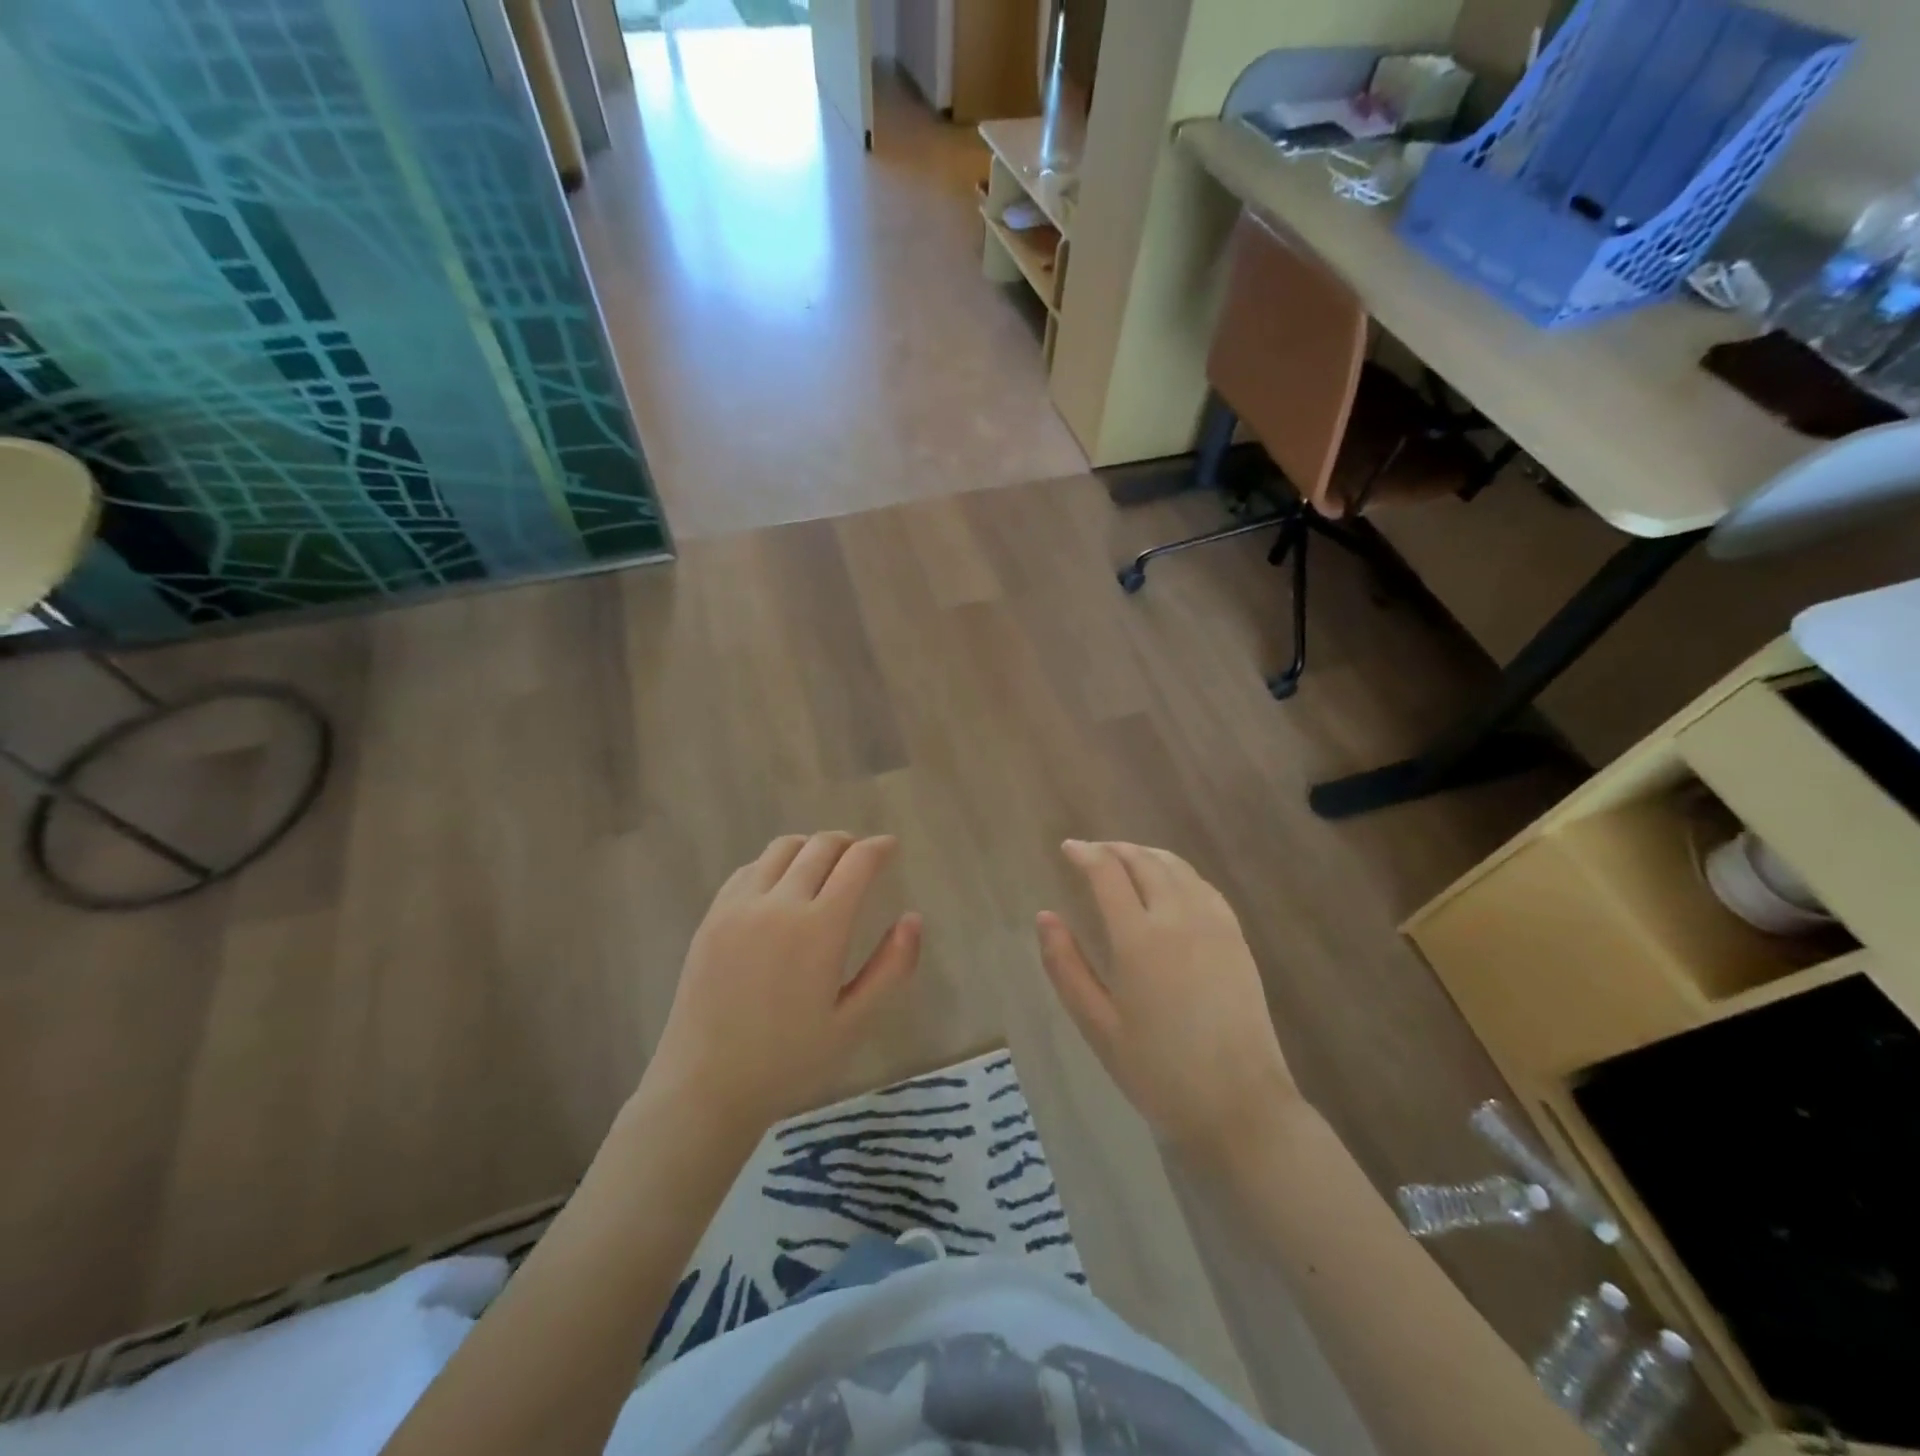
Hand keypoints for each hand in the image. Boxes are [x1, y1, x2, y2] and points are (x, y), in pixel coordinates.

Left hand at [642, 833, 921, 1135]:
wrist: (705, 1086)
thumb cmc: (788, 1062)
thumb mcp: (854, 1023)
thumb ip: (891, 968)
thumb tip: (913, 918)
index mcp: (820, 928)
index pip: (856, 862)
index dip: (878, 848)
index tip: (890, 847)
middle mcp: (779, 903)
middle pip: (820, 846)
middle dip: (848, 843)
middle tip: (862, 855)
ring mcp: (740, 905)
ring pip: (782, 848)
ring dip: (811, 847)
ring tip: (824, 865)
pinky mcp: (712, 915)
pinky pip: (750, 868)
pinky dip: (775, 863)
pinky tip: (782, 886)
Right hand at [1038, 840, 1299, 1153]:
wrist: (1240, 1105)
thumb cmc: (1158, 1072)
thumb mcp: (1097, 1026)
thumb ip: (1066, 966)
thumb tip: (1045, 916)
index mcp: (1138, 939)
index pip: (1107, 873)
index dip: (1085, 854)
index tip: (1068, 848)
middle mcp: (1178, 918)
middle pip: (1144, 861)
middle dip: (1114, 849)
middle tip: (1092, 852)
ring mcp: (1214, 924)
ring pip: (1177, 867)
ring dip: (1146, 854)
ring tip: (1125, 859)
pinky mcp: (1236, 938)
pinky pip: (1203, 886)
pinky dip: (1178, 871)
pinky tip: (1169, 883)